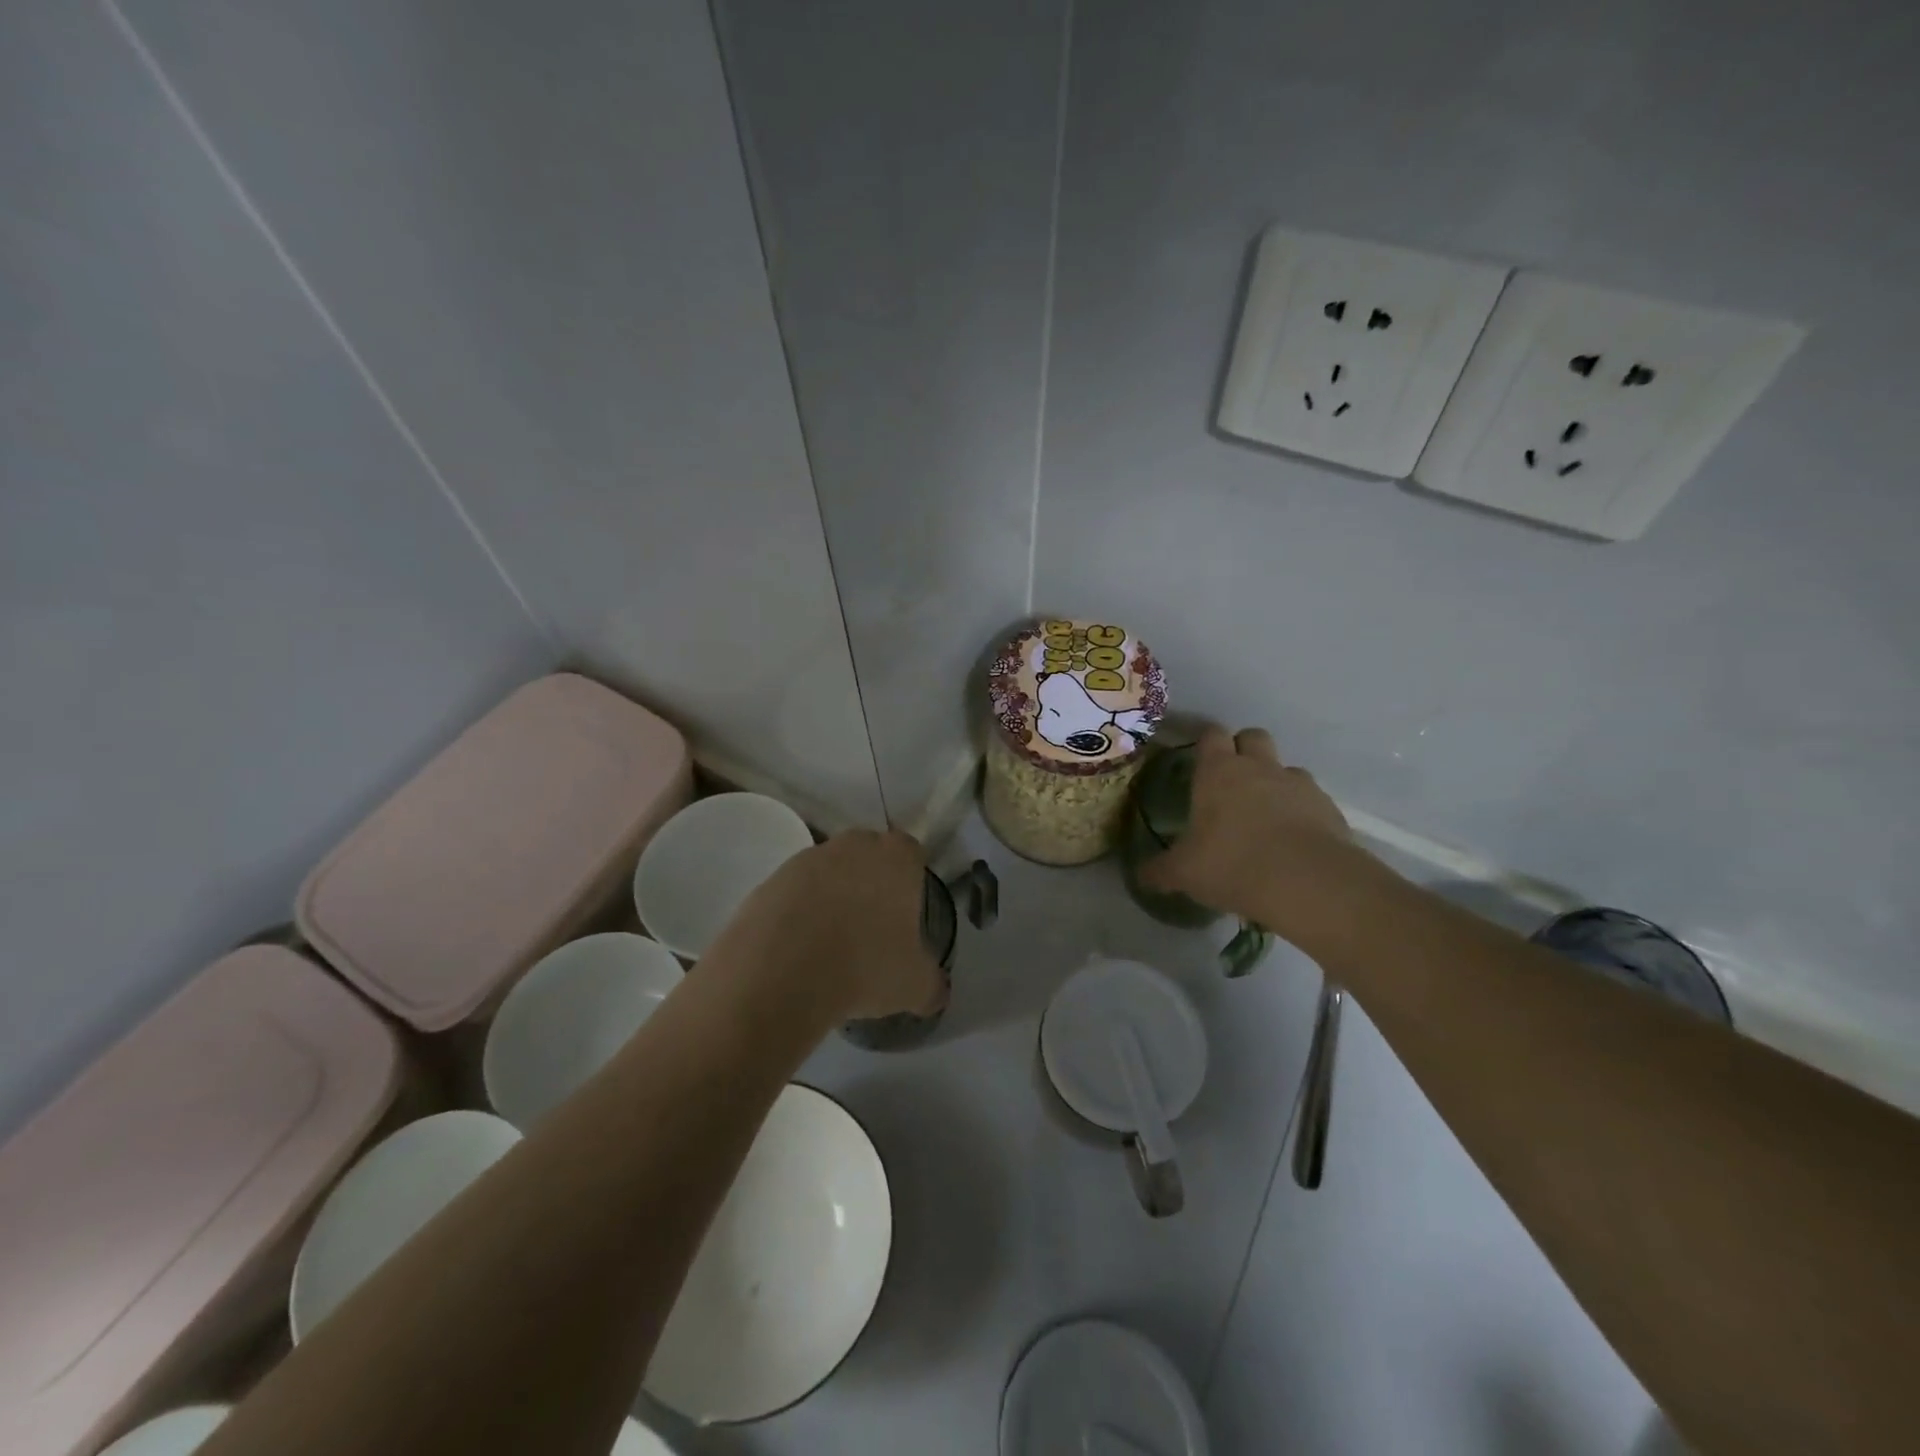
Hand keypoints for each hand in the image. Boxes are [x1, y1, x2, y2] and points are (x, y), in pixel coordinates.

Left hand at [715, 828, 946, 1022]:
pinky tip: (798, 952)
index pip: (911, 853)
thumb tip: (936, 991)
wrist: (781, 971)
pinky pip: (794, 895)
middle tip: (871, 930)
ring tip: (830, 948)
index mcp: (896, 857)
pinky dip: (798, 915)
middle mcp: (853, 845)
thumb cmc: (865, 965)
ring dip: (832, 900)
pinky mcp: (769, 881)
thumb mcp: (915, 986)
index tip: (906, 915)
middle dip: (871, 885)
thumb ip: (932, 983)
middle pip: (868, 857)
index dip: (911, 881)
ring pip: (829, 874)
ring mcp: (807, 859)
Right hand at [1137, 726, 1362, 928]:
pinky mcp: (1328, 808)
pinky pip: (1311, 799)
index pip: (1211, 735)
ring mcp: (1298, 784)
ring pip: (1286, 768)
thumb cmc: (1232, 864)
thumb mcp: (1184, 873)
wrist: (1307, 882)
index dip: (1205, 743)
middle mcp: (1259, 767)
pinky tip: (1294, 841)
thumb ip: (1160, 871)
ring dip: (1275, 782)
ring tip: (1266, 816)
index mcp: (1218, 772)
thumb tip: (1142, 876)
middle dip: (1243, 750)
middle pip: (1253, 736)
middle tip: (1231, 782)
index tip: (1199, 760)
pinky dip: (1302, 812)